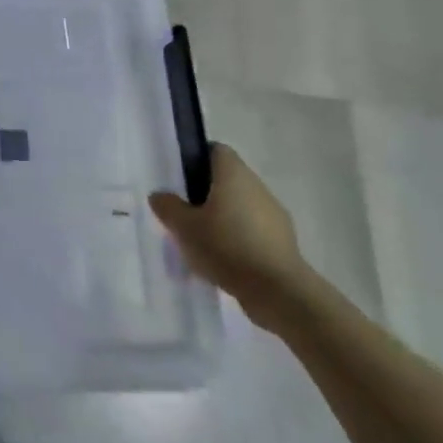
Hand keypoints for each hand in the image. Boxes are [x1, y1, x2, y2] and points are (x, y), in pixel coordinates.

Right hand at [149, 144, 307, 326]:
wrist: (279, 293)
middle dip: (204, 194)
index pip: (215, 150)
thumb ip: (168, 207)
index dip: (195, 158)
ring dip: (221, 218)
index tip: (179, 179)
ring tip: (200, 242)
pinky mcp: (283, 241)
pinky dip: (237, 239)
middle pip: (226, 180)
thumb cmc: (227, 247)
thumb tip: (160, 195)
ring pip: (240, 206)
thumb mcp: (184, 227)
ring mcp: (274, 214)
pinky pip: (252, 231)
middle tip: (183, 214)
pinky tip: (222, 261)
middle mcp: (256, 187)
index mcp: (233, 174)